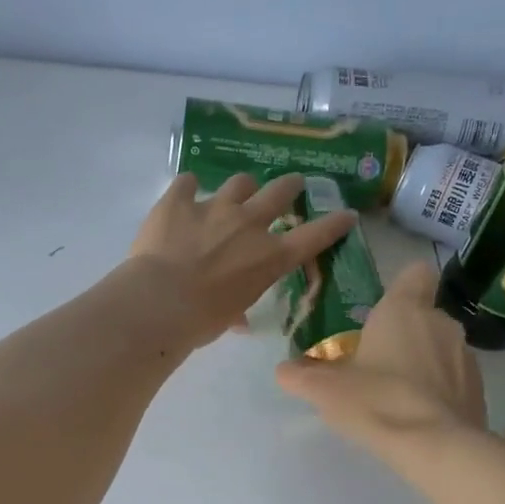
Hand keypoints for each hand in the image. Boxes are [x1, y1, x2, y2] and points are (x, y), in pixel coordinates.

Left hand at [123, 172, 357, 349]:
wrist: (159, 302)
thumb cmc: (200, 321)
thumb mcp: (229, 318)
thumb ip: (237, 309)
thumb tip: (238, 320)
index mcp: (269, 258)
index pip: (313, 237)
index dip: (333, 224)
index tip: (345, 214)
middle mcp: (249, 225)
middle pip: (280, 192)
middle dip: (289, 186)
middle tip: (291, 185)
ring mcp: (214, 207)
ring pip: (240, 182)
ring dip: (241, 188)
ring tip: (233, 194)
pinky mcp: (179, 200)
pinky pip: (188, 182)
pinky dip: (187, 189)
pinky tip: (182, 196)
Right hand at [275, 261, 485, 450]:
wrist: (436, 448)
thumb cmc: (376, 402)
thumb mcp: (325, 390)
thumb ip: (301, 376)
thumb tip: (284, 370)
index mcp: (404, 309)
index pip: (416, 273)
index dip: (402, 287)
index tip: (384, 311)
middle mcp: (441, 323)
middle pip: (424, 316)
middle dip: (404, 335)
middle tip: (377, 364)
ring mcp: (466, 356)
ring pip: (441, 348)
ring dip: (424, 363)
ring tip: (398, 396)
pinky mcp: (479, 390)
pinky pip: (455, 380)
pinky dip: (440, 391)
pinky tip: (420, 417)